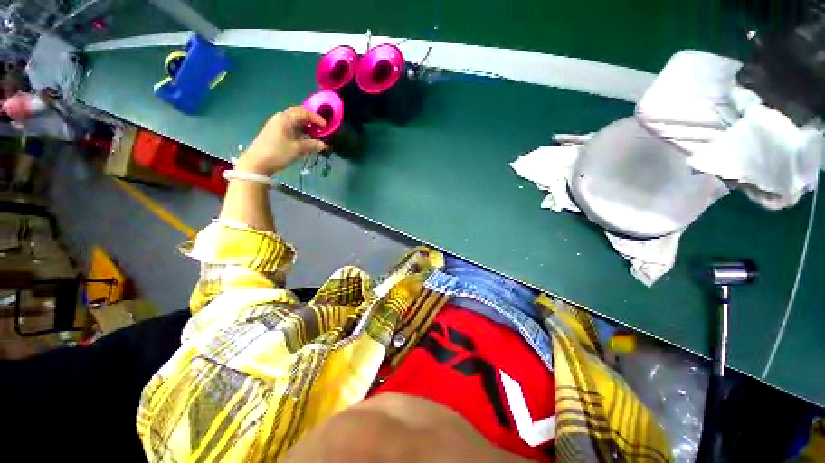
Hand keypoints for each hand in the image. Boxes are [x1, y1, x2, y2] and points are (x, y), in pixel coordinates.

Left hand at [236, 106, 328, 175]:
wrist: (257, 162)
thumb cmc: (278, 152)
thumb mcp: (298, 149)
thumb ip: (313, 145)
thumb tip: (324, 145)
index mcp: (286, 118)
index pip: (304, 112)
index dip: (316, 118)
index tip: (326, 127)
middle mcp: (281, 118)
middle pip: (299, 115)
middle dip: (311, 121)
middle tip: (321, 129)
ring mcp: (277, 125)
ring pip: (295, 122)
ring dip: (306, 127)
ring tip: (316, 135)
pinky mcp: (275, 133)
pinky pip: (291, 128)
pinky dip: (300, 132)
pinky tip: (306, 140)